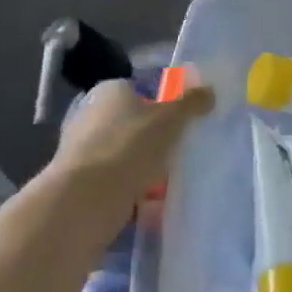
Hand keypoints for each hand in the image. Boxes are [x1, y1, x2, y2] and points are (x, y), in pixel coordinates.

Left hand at [50, 78, 215, 221]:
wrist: (84, 202)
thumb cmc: (129, 146)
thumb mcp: (171, 118)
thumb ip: (191, 102)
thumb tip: (209, 91)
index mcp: (109, 91)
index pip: (141, 89)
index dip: (164, 102)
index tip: (184, 120)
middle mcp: (90, 116)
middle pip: (134, 124)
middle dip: (156, 138)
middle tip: (183, 150)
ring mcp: (83, 152)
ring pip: (126, 155)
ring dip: (146, 167)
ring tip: (173, 180)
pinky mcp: (81, 185)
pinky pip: (118, 183)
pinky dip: (134, 191)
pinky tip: (155, 203)